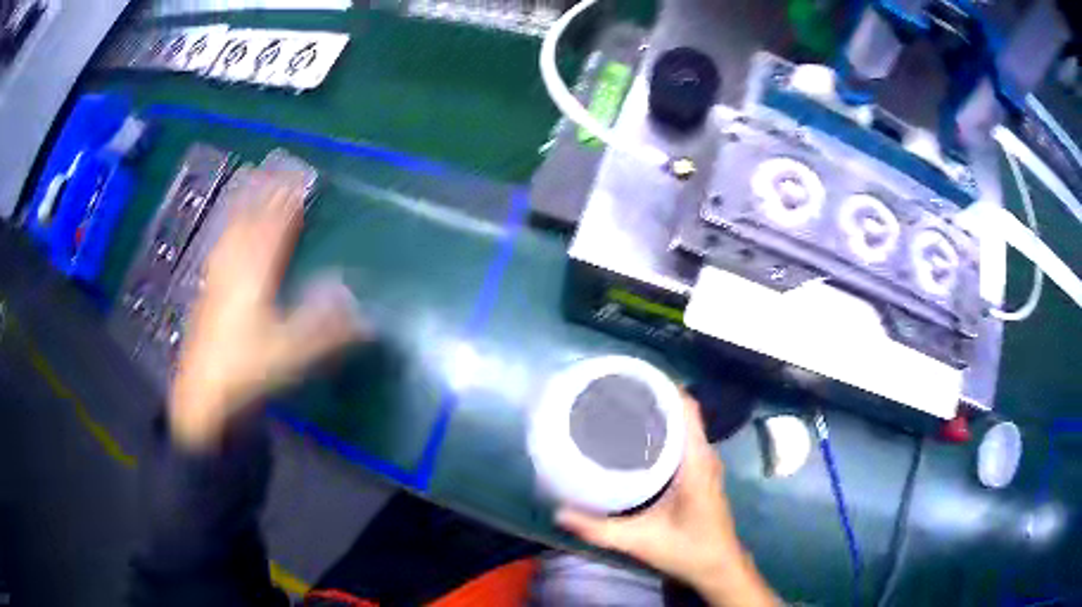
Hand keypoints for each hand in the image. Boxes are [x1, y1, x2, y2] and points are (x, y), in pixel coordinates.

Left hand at [170, 169, 367, 451]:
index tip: (299, 177)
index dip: (287, 201)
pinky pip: (220, 246)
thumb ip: (325, 327)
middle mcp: (235, 267)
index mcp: (256, 275)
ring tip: (250, 180)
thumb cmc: (247, 369)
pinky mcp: (208, 290)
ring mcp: (218, 277)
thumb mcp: (291, 352)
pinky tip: (227, 228)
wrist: (204, 392)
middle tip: (274, 166)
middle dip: (263, 191)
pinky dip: (228, 227)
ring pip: (232, 229)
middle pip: (250, 219)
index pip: (275, 228)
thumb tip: (360, 303)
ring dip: (243, 202)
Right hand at [557, 395, 776, 606]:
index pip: (687, 409)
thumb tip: (559, 512)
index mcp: (696, 461)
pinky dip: (663, 434)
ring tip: (620, 413)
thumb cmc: (687, 549)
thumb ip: (599, 529)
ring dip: (658, 416)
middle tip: (613, 396)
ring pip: (684, 427)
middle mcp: (704, 456)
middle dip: (652, 400)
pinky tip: (636, 443)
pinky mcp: (700, 474)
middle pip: (682, 413)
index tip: (631, 379)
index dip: (664, 388)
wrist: (718, 567)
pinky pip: (683, 442)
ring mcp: (704, 465)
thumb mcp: (640, 541)